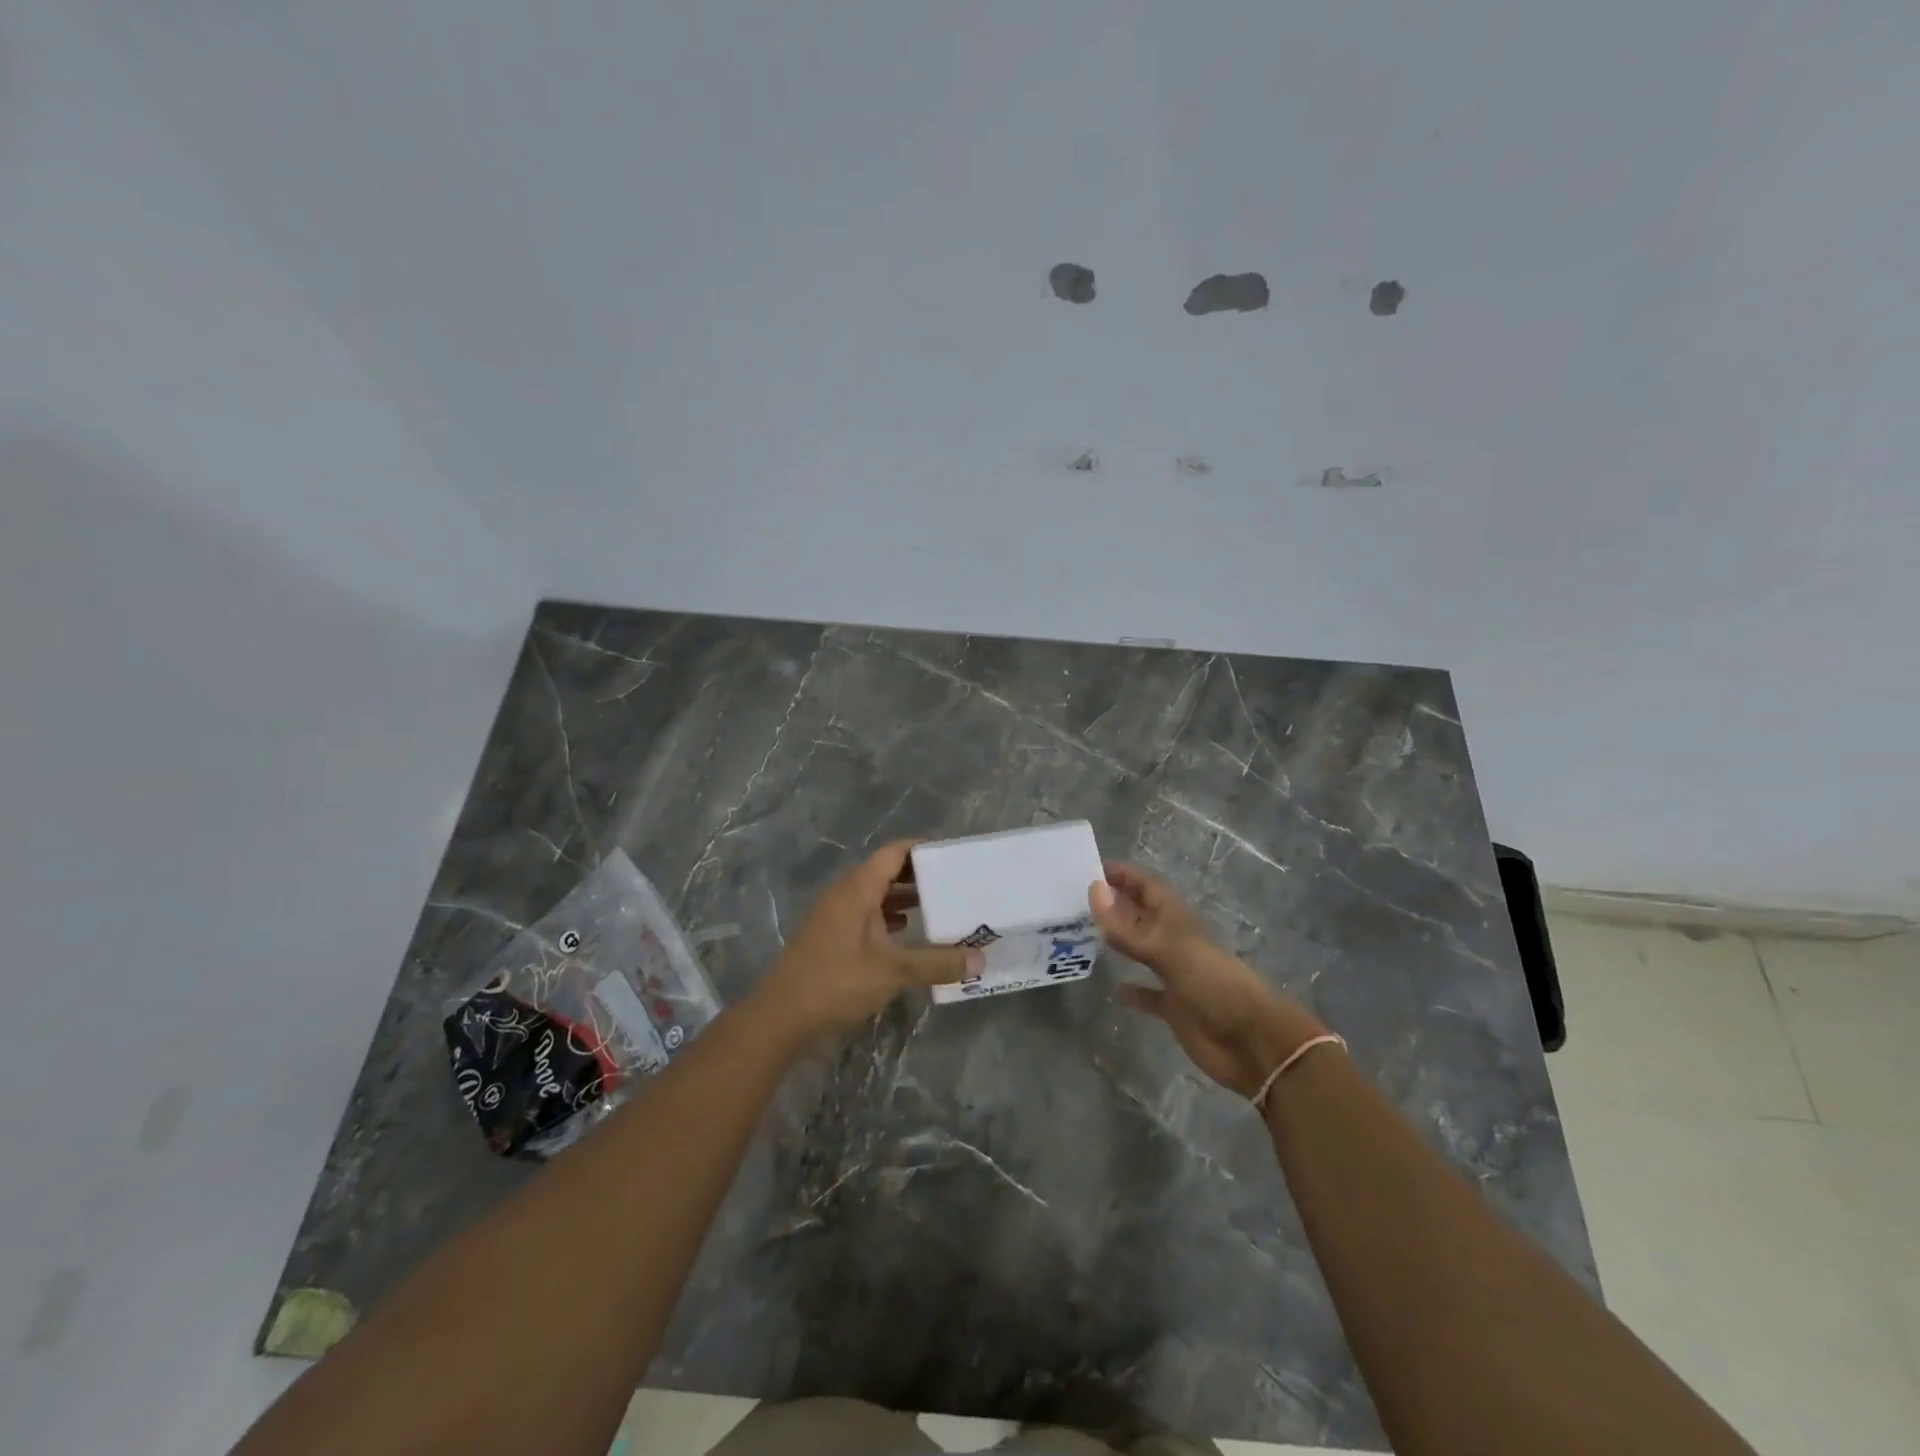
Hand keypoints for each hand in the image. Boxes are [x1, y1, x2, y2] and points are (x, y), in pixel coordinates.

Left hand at [754, 840, 981, 1041]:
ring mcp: (834, 915)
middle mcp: (845, 894)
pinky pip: (866, 913)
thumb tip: (981, 959)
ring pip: (875, 894)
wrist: (780, 1017)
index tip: (952, 855)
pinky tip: (908, 933)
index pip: (894, 853)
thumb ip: (937, 964)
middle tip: (954, 882)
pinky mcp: (830, 936)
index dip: (922, 849)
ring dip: (904, 897)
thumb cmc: (836, 982)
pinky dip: (888, 917)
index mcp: (857, 889)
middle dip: (919, 875)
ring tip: (939, 906)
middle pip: (886, 871)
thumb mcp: (893, 973)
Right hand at [1089, 862, 1324, 1097]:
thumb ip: (1129, 926)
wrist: (1252, 1042)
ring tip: (1083, 933)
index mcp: (1177, 921)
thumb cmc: (1214, 985)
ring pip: (1140, 950)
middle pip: (1140, 915)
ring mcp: (1174, 974)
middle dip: (1114, 904)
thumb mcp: (1169, 951)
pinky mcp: (1174, 1007)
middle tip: (1075, 897)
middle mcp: (1174, 942)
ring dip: (1118, 941)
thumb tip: (1093, 889)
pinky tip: (1114, 990)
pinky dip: (1133, 990)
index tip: (1089, 866)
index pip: (1147, 887)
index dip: (1123, 874)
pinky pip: (1148, 993)